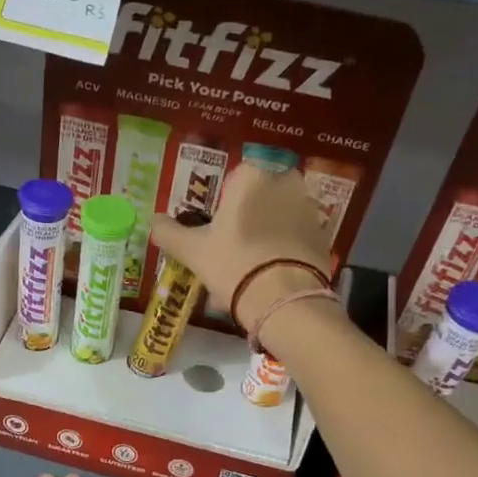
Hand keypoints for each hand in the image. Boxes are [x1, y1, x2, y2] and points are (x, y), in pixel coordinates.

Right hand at [151, 164, 332, 327]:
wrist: (284, 300)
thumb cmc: (233, 265)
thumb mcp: (193, 251)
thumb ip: (169, 232)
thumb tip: (154, 222)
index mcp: (251, 176)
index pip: (232, 182)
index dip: (221, 208)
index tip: (215, 234)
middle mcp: (284, 182)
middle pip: (257, 199)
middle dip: (246, 221)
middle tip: (230, 252)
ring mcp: (308, 208)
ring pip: (278, 218)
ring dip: (265, 236)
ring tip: (251, 270)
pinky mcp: (324, 235)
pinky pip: (296, 237)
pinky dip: (284, 251)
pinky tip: (272, 277)